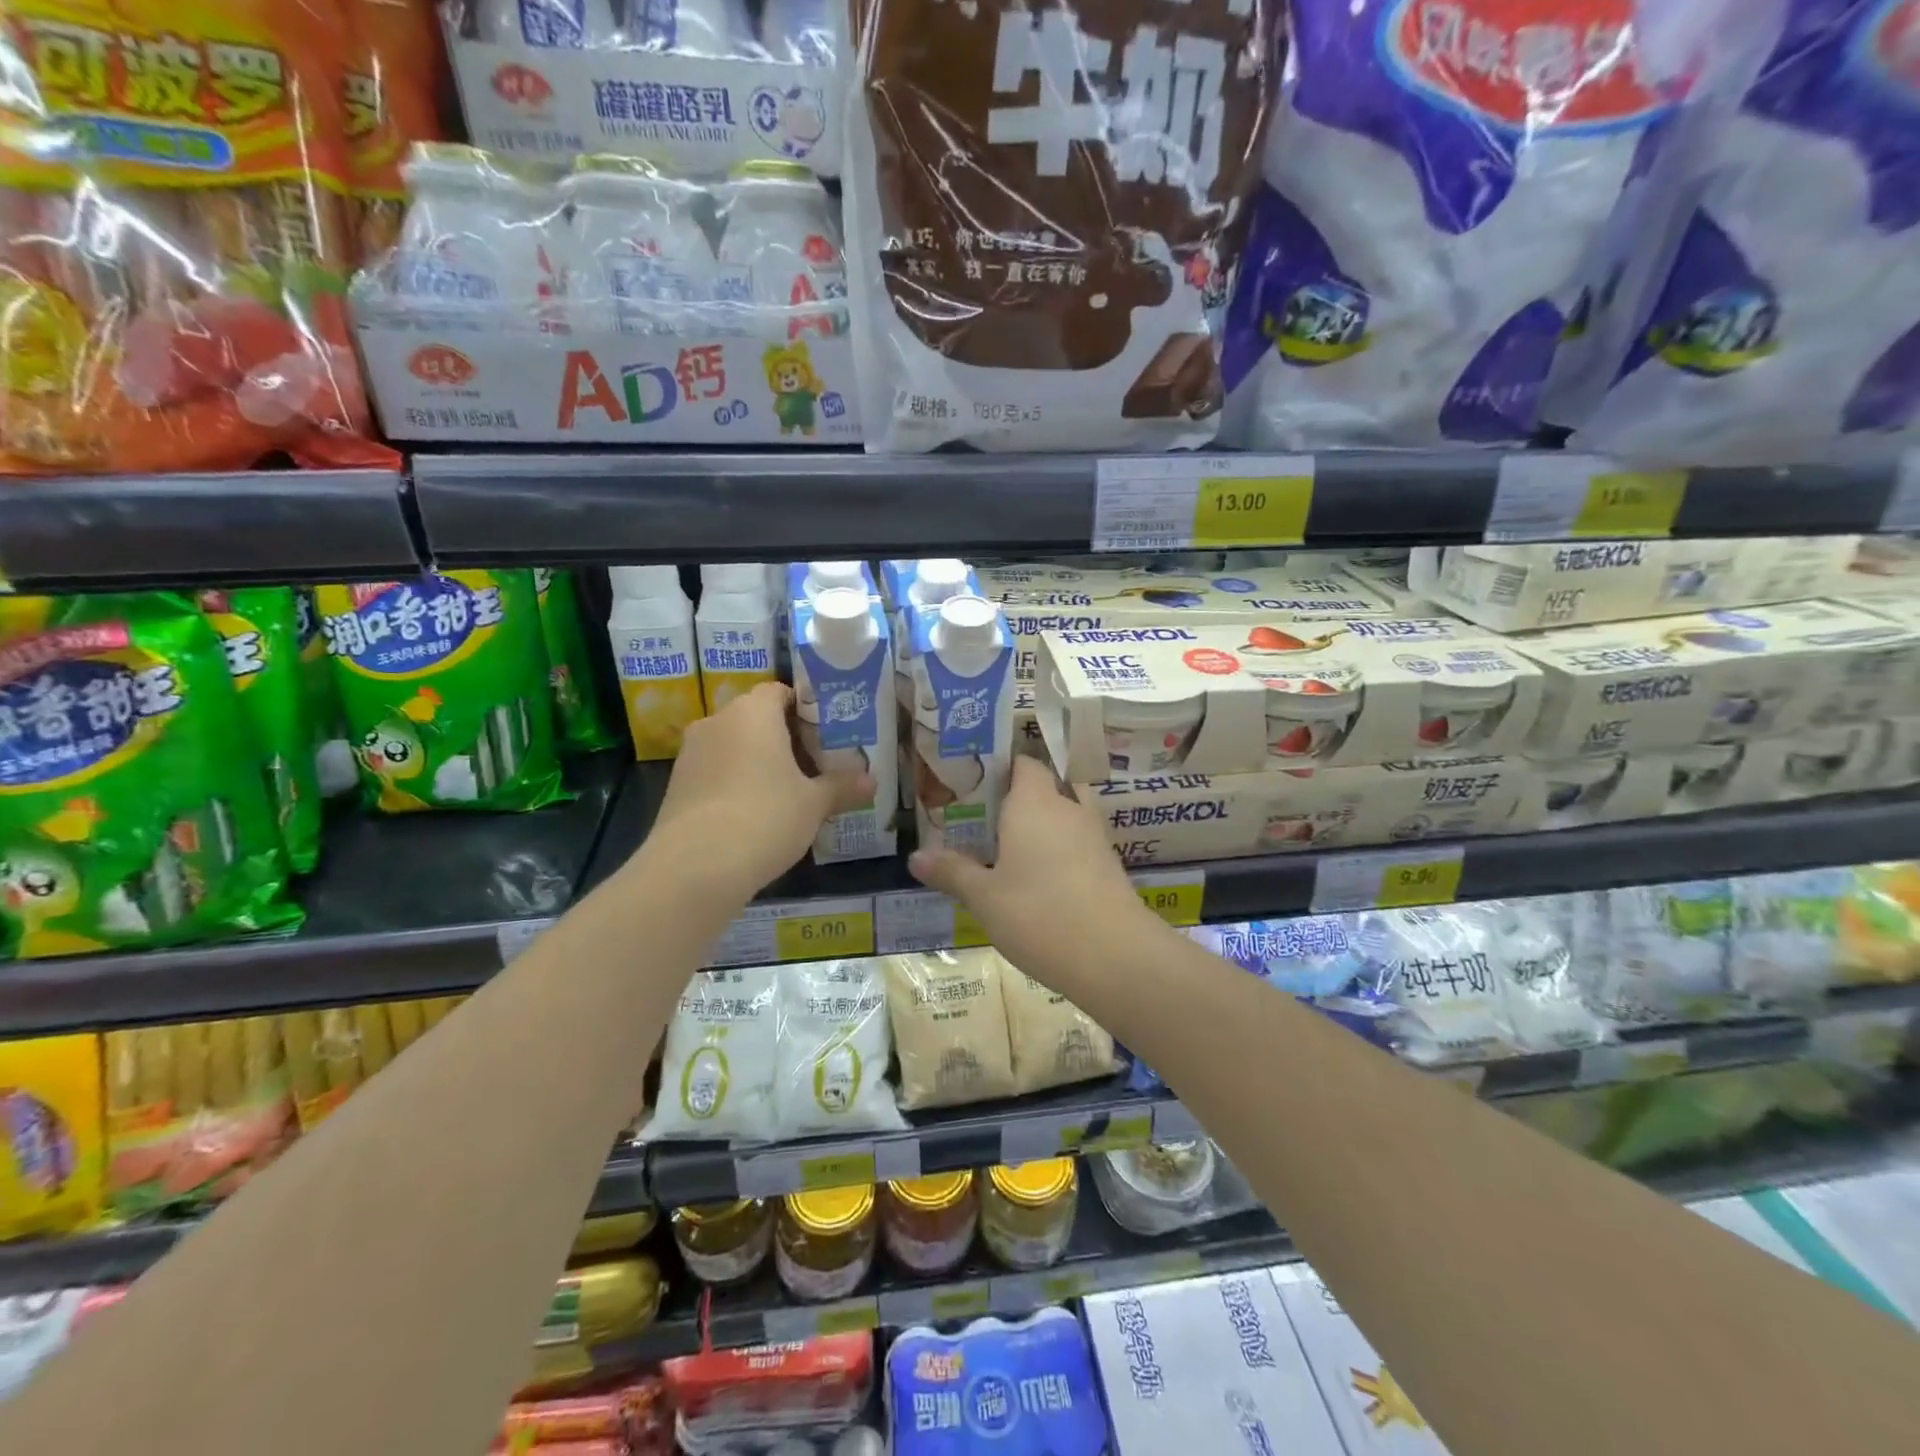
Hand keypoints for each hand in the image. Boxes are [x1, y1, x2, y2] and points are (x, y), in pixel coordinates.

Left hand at [650, 683, 872, 894]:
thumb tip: (871, 781)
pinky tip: (754, 813)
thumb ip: (842, 787)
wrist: (695, 867)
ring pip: (733, 746)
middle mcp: (717, 722)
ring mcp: (691, 754)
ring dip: (757, 761)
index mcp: (753, 712)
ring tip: (786, 791)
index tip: (825, 732)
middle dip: (783, 738)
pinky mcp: (676, 786)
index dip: (804, 708)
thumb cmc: (765, 817)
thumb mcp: (814, 804)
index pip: (779, 692)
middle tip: (814, 763)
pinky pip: (715, 772)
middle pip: (755, 718)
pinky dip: (734, 783)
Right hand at [907, 756, 1153, 978]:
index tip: (974, 784)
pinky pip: (1078, 842)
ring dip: (1042, 825)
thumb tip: (916, 855)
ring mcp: (1094, 836)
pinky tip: (1039, 879)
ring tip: (1009, 848)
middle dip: (1020, 797)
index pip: (1023, 763)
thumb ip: (952, 871)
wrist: (1115, 956)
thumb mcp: (984, 898)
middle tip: (987, 818)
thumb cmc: (1039, 914)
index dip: (1001, 767)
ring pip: (1065, 814)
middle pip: (1047, 785)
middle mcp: (1068, 808)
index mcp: (1034, 802)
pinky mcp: (1108, 865)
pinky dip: (1059, 850)